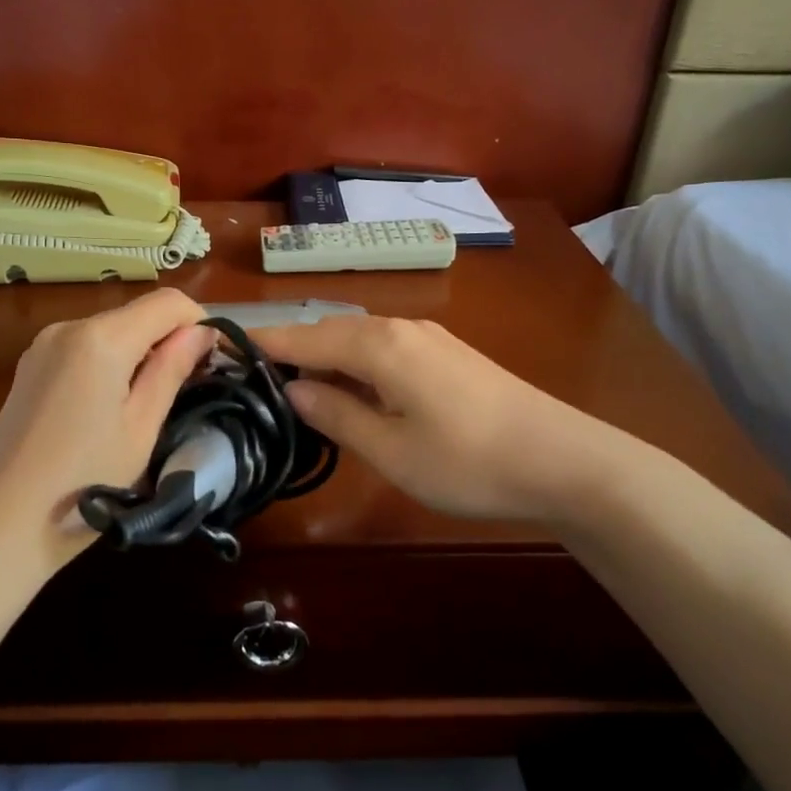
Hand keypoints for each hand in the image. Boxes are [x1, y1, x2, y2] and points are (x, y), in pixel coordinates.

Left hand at [0, 289, 213, 570]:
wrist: (2, 524)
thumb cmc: (84, 482)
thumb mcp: (141, 428)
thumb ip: (172, 370)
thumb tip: (202, 332)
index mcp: (100, 338)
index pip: (167, 302)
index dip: (199, 323)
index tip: (212, 362)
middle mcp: (68, 327)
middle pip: (137, 314)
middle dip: (169, 340)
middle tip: (188, 388)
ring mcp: (42, 346)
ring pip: (111, 331)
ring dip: (139, 353)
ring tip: (149, 404)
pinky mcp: (29, 367)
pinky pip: (84, 349)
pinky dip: (109, 363)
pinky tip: (109, 409)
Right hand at [253, 315, 639, 526]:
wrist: (564, 460)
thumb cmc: (467, 461)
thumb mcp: (390, 450)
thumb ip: (336, 415)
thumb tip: (294, 390)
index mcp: (378, 346)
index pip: (304, 338)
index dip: (264, 343)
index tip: (226, 346)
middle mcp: (400, 328)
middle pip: (331, 331)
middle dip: (293, 349)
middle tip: (257, 377)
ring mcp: (430, 338)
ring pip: (360, 339)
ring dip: (327, 358)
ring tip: (299, 387)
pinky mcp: (449, 355)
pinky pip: (386, 349)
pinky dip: (358, 364)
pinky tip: (357, 391)